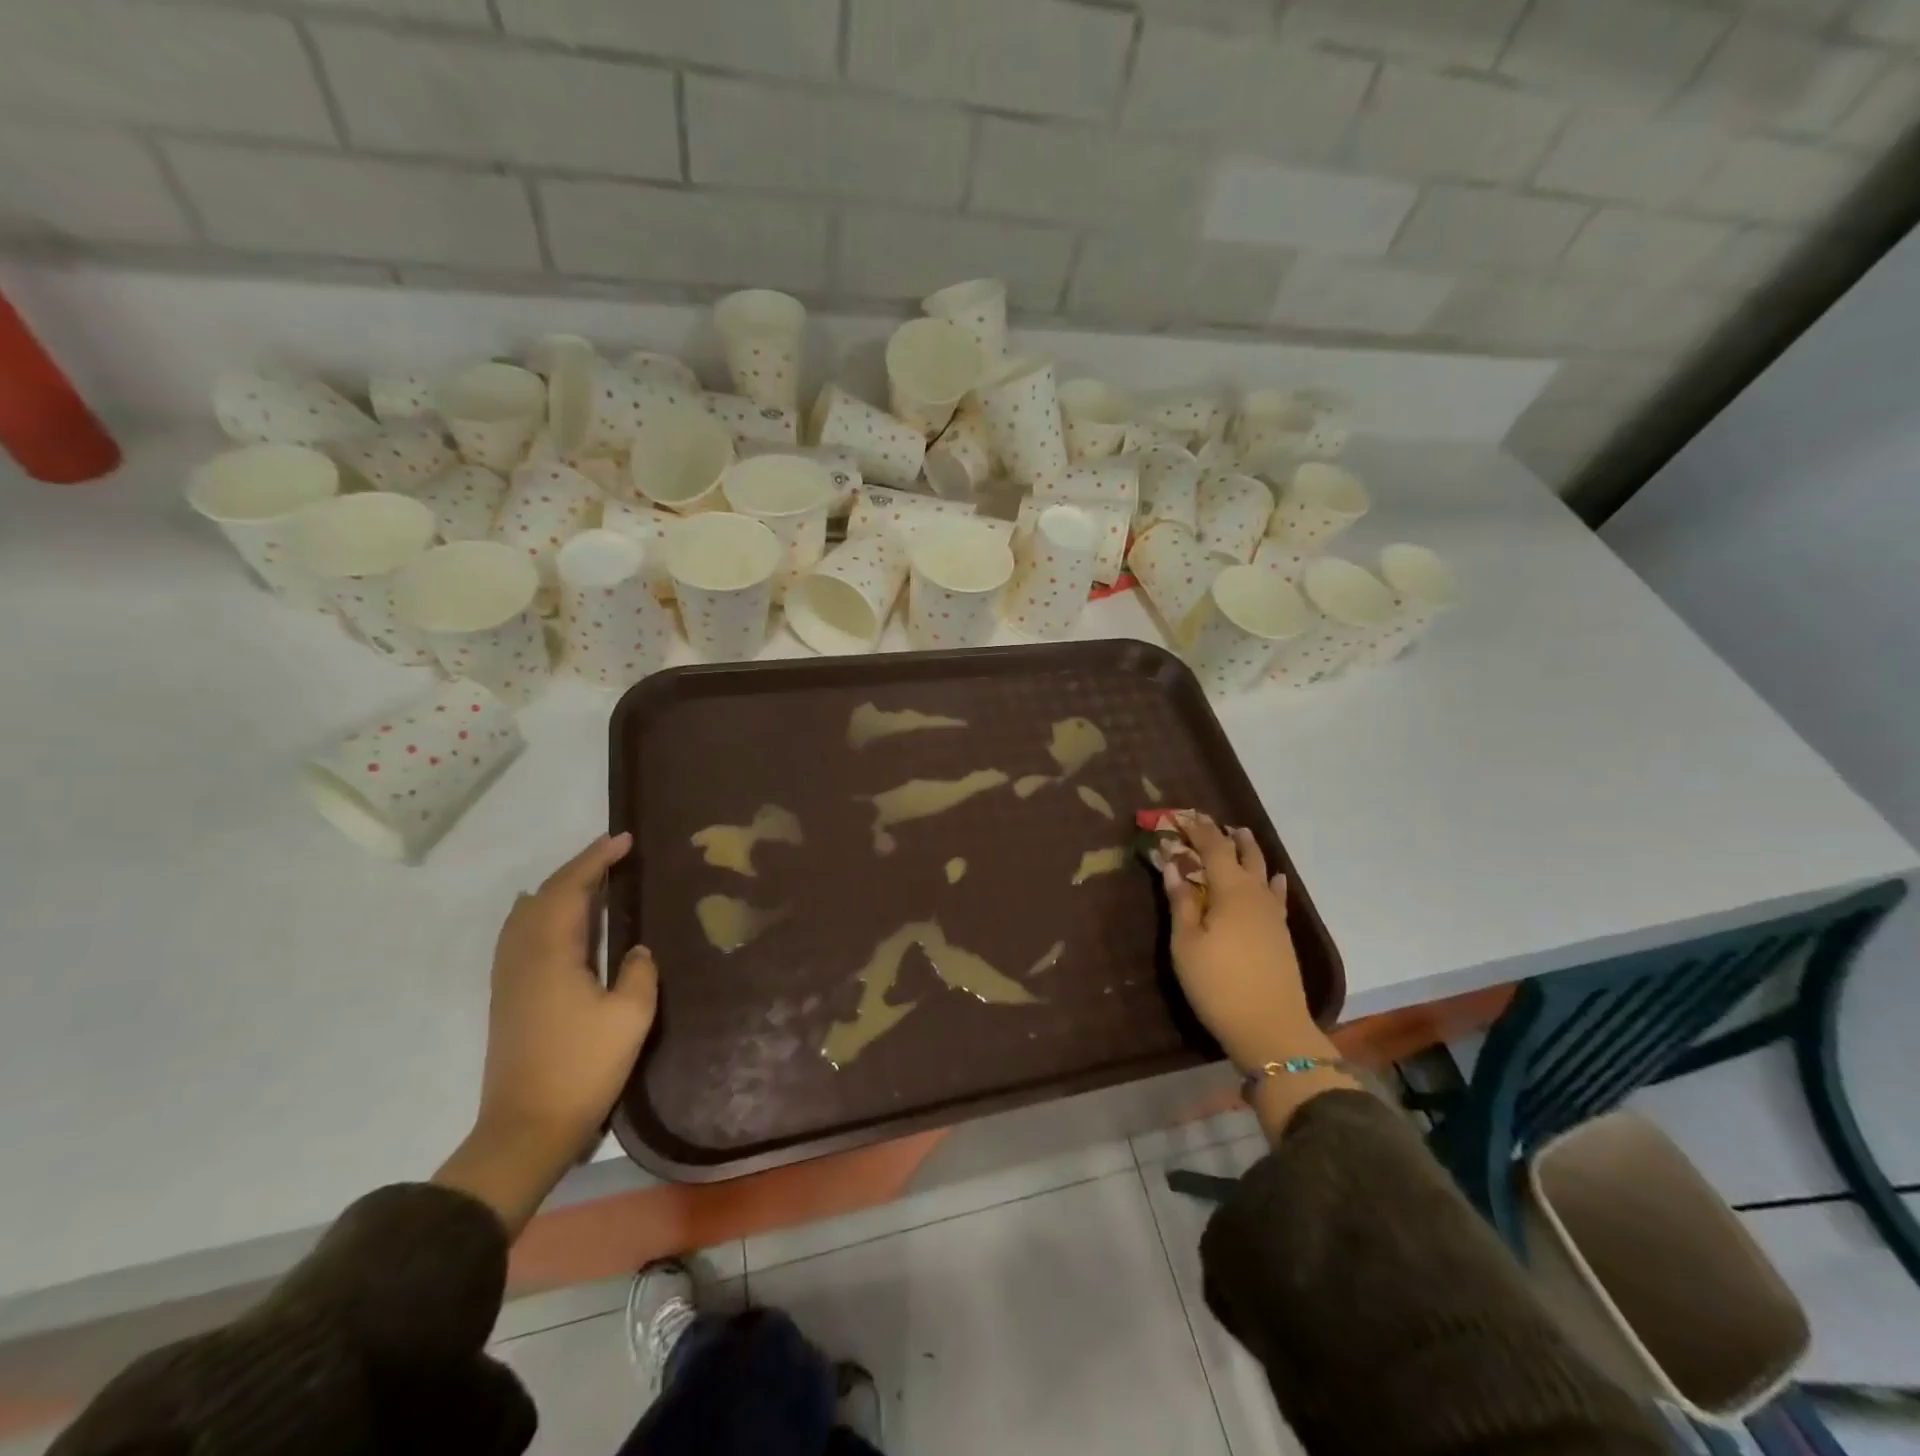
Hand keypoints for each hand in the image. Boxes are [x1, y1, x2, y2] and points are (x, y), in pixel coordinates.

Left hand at [436, 833, 656, 1232]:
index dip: (597, 859)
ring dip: (556, 889)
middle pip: (544, 895)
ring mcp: (508, 977)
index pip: (571, 888)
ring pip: (525, 914)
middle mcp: (522, 955)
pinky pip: (518, 934)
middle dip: (578, 869)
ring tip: (587, 879)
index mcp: (551, 953)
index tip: (624, 840)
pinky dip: (538, 912)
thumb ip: (638, 972)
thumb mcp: (630, 1016)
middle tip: (613, 855)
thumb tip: (636, 951)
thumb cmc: (583, 1067)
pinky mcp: (506, 996)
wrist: (526, 1128)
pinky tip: (549, 919)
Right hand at [1164, 814, 1313, 1071]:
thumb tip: (1174, 865)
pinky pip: (1275, 894)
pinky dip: (1270, 880)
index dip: (1197, 830)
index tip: (1181, 815)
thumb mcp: (1186, 943)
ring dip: (1249, 852)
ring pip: (1262, 871)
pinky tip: (1274, 879)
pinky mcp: (1281, 934)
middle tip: (1210, 822)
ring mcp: (1273, 914)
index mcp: (1230, 890)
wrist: (1271, 1028)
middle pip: (1243, 854)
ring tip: (1240, 836)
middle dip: (1225, 835)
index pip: (1213, 848)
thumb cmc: (1218, 983)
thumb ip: (1181, 901)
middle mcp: (1256, 894)